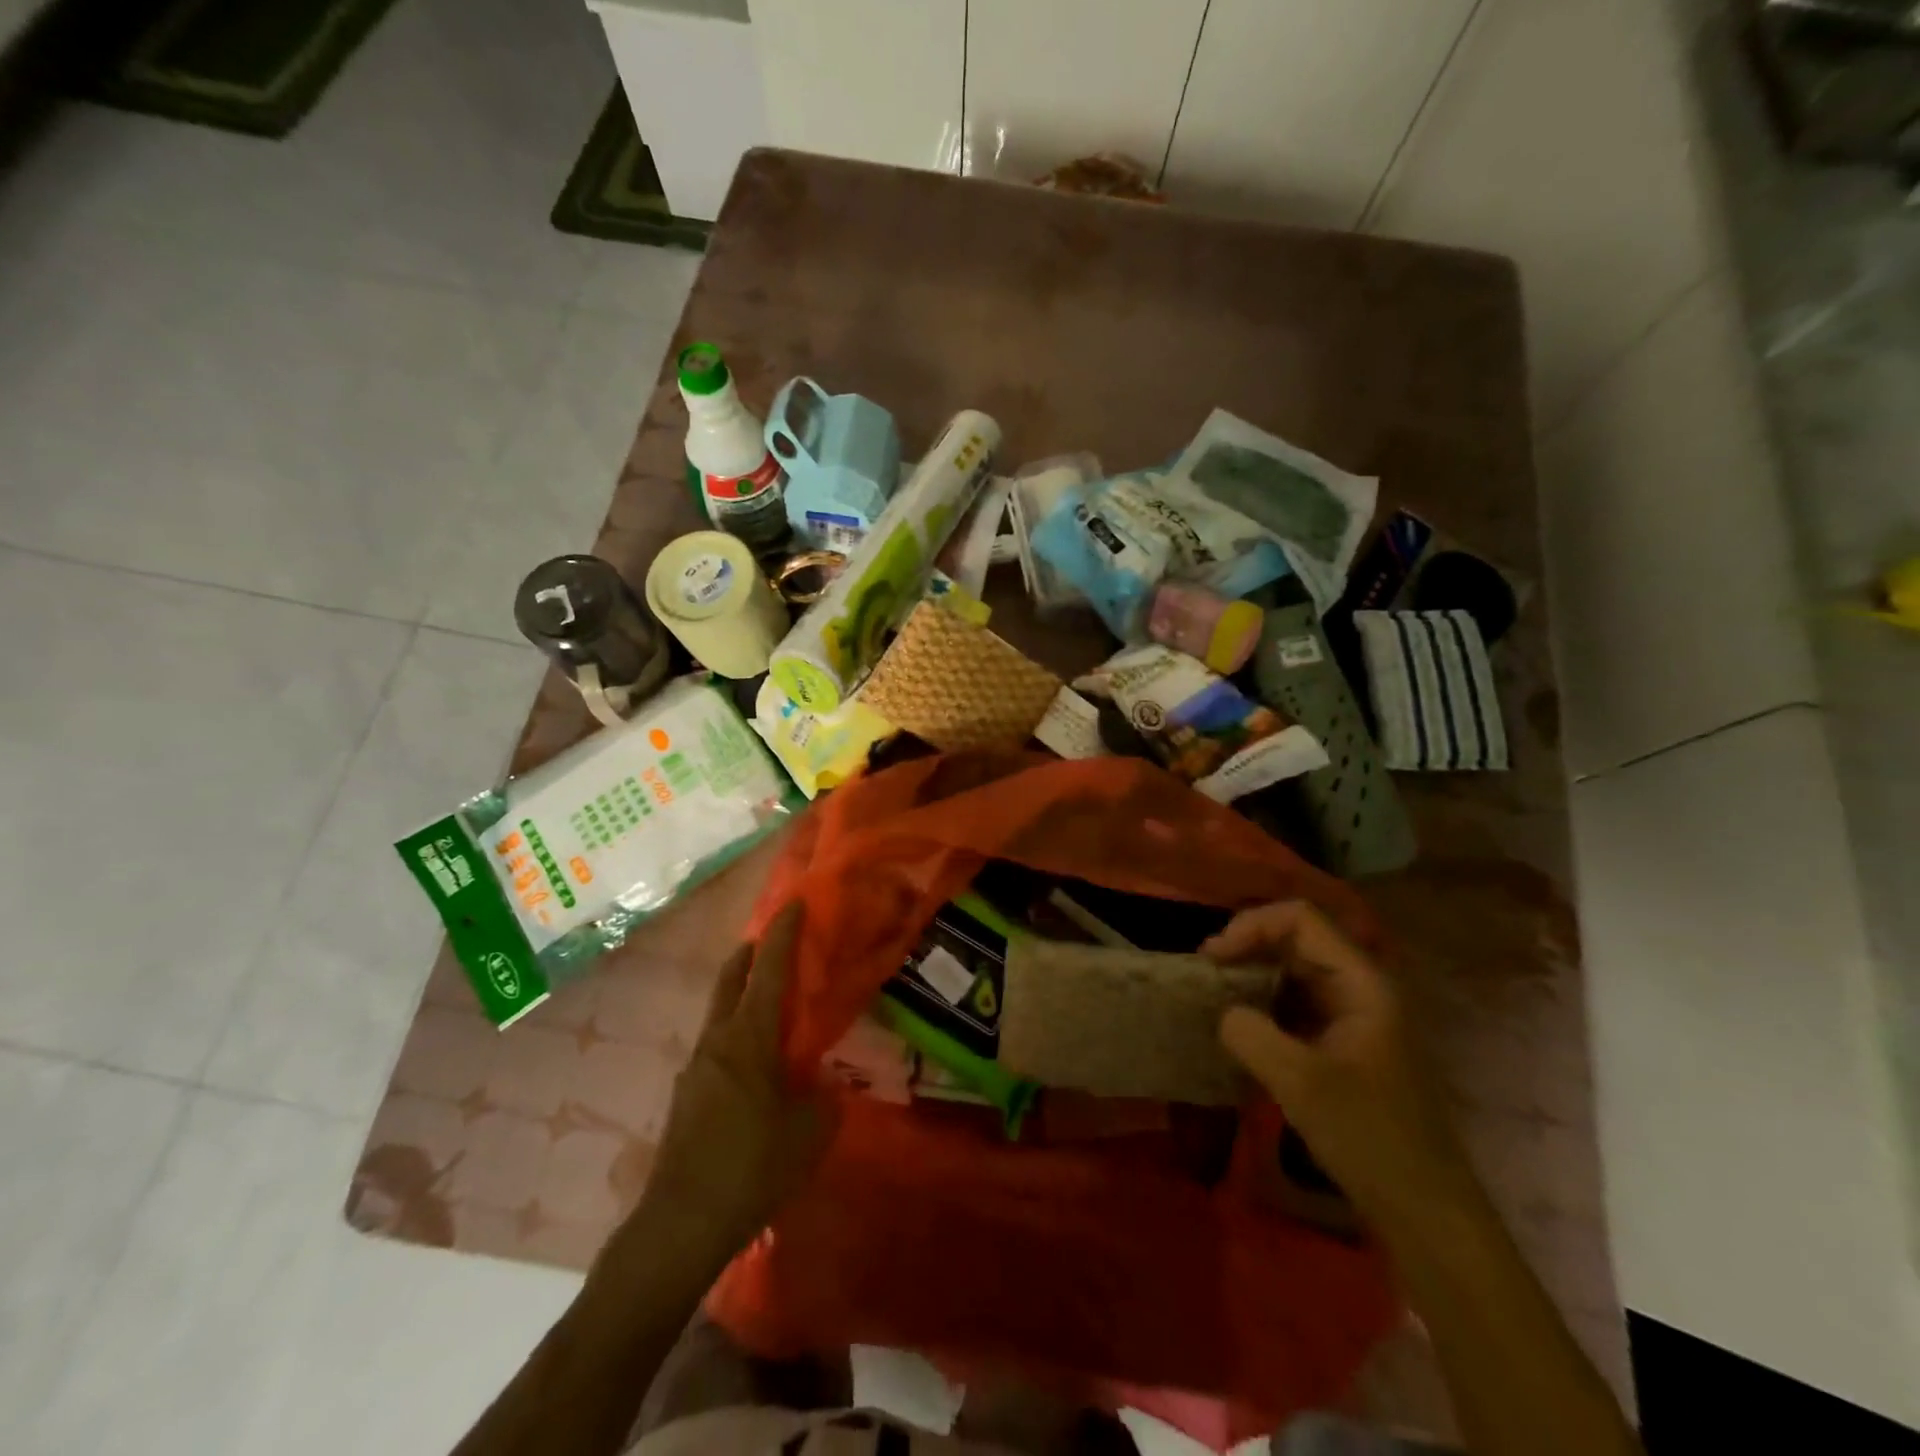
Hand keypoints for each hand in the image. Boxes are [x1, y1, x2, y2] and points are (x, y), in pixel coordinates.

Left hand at [628, 902, 833, 1260]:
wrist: (681, 1223)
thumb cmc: (752, 1167)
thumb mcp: (809, 1132)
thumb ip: (824, 1098)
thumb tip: (825, 1082)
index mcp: (749, 1037)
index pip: (768, 969)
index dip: (782, 933)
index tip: (793, 904)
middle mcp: (718, 1040)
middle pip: (731, 978)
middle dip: (751, 952)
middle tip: (773, 940)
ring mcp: (696, 1067)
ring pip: (720, 1011)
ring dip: (741, 992)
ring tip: (769, 1000)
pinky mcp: (687, 1095)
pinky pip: (716, 1044)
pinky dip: (735, 1031)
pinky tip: (754, 1062)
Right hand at [1205, 902, 1479, 1235]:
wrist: (1425, 1212)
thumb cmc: (1370, 1138)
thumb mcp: (1300, 1083)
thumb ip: (1250, 1034)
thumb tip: (1224, 1012)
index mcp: (1362, 982)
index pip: (1299, 920)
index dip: (1251, 926)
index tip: (1214, 959)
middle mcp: (1360, 988)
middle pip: (1295, 940)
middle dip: (1246, 947)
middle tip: (1205, 975)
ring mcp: (1354, 1016)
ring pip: (1293, 972)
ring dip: (1252, 976)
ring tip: (1215, 997)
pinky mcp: (1343, 1044)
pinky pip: (1296, 1004)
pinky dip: (1263, 1005)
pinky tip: (1239, 1027)